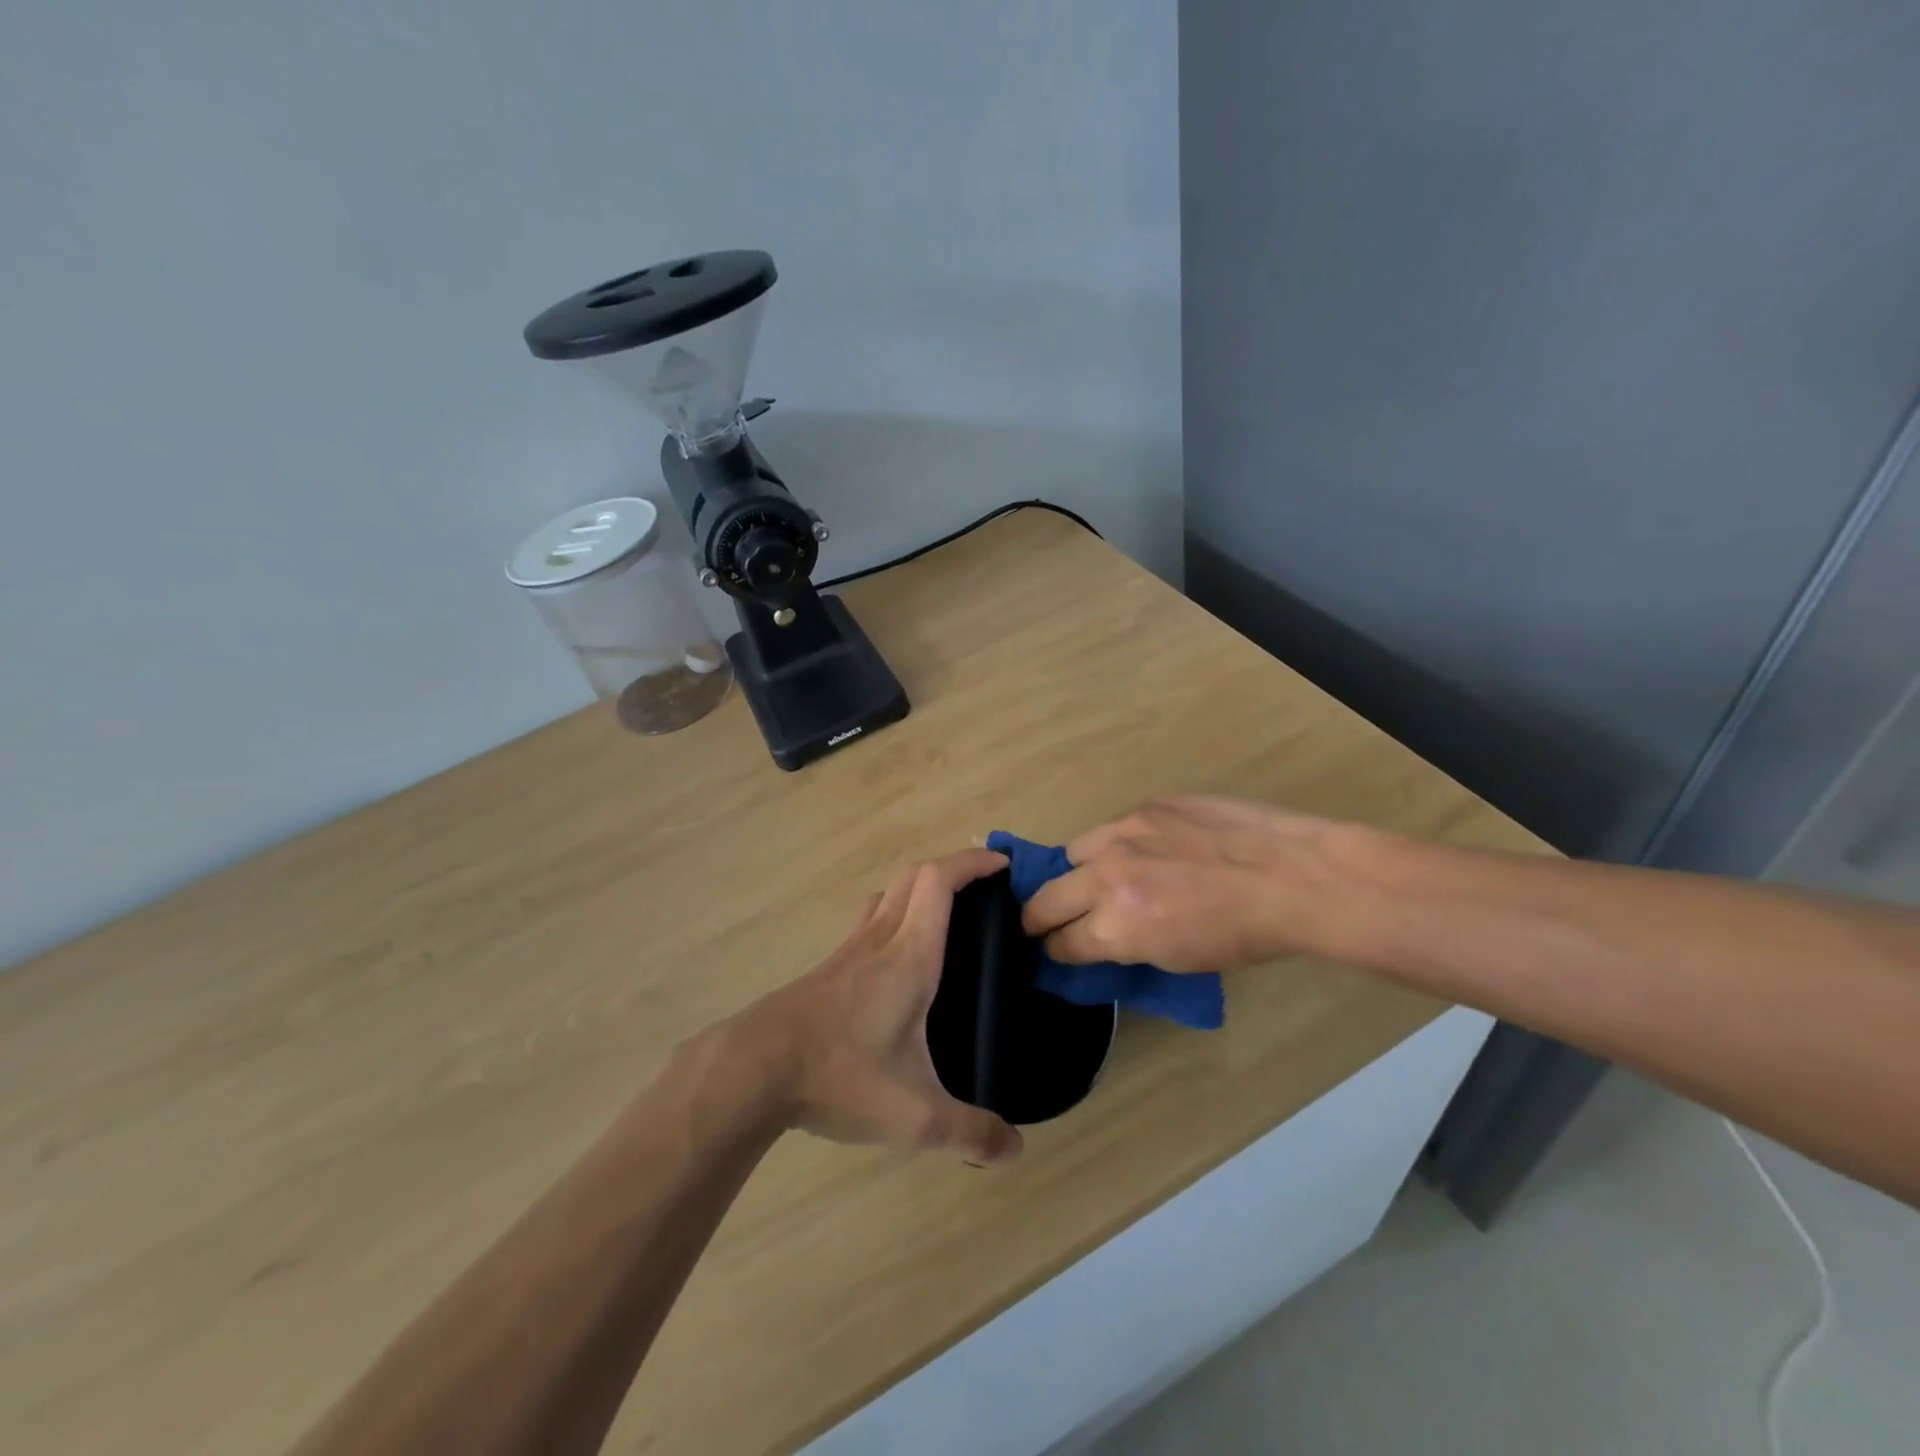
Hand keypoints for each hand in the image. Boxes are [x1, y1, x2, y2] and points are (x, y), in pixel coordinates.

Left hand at [724, 848, 1023, 1165]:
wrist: (755, 1069)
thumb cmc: (840, 1075)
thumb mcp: (915, 1115)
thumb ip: (970, 1131)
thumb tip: (1015, 1150)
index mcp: (911, 955)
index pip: (940, 881)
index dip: (972, 863)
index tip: (1001, 864)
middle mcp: (881, 939)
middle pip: (915, 875)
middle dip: (952, 869)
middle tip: (982, 891)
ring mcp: (849, 949)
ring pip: (888, 894)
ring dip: (919, 889)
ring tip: (946, 917)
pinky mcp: (828, 968)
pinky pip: (869, 920)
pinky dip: (894, 915)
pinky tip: (899, 960)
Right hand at [1021, 797, 1367, 972]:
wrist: (1292, 876)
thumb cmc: (1244, 935)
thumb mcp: (1177, 958)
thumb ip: (1126, 944)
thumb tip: (1101, 937)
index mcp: (1116, 926)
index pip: (1061, 943)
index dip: (1055, 951)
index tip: (1055, 950)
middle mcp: (1107, 876)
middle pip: (1046, 899)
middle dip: (1039, 917)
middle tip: (1043, 923)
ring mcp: (1124, 832)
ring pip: (1071, 853)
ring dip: (1075, 873)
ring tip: (1092, 879)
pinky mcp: (1146, 806)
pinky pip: (1111, 828)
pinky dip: (1113, 845)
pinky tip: (1138, 851)